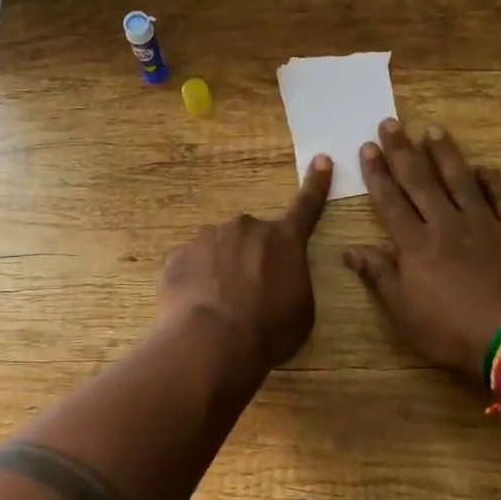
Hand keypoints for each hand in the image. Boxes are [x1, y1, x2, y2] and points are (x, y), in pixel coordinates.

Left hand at [157, 154, 333, 373]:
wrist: (213, 341)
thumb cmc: (269, 329)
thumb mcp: (301, 309)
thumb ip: (293, 280)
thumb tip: (280, 275)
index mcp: (284, 240)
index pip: (306, 207)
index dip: (316, 184)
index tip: (322, 159)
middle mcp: (246, 228)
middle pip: (252, 238)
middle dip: (251, 258)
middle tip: (248, 295)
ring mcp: (208, 238)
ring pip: (219, 249)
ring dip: (220, 269)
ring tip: (219, 307)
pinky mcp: (178, 255)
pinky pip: (191, 265)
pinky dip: (195, 281)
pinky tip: (196, 307)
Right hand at [345, 121, 500, 380]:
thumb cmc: (454, 332)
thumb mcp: (405, 313)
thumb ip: (378, 277)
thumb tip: (349, 250)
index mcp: (416, 244)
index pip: (391, 200)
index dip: (377, 173)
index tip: (368, 147)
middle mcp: (447, 224)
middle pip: (421, 180)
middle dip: (403, 150)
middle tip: (391, 123)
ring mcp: (485, 224)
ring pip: (461, 180)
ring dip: (445, 154)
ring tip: (433, 130)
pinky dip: (493, 180)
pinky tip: (484, 168)